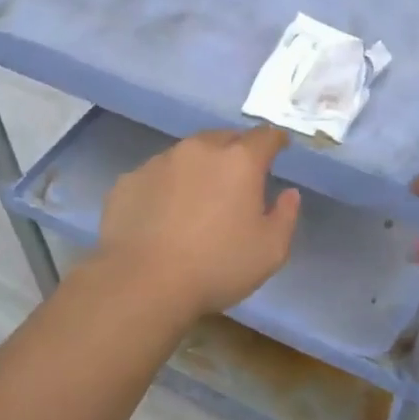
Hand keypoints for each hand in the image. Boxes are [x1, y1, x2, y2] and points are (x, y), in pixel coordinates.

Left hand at [93, 126, 300, 320]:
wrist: (141, 283)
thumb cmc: (216, 266)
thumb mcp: (270, 251)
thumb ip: (285, 216)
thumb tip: (288, 193)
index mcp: (239, 161)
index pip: (264, 136)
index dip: (275, 139)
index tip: (280, 146)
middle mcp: (199, 150)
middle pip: (224, 138)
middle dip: (237, 150)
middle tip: (240, 174)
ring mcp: (160, 162)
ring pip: (188, 153)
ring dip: (200, 166)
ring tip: (200, 195)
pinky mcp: (130, 180)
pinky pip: (157, 174)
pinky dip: (168, 185)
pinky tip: (165, 211)